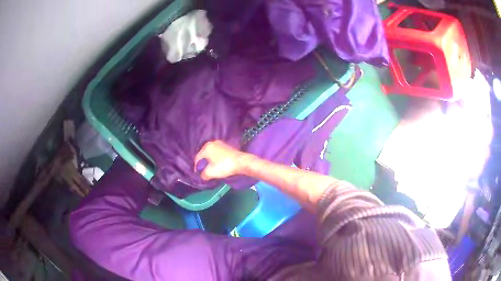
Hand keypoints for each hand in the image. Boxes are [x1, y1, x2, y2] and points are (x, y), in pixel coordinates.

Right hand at [194, 140, 249, 180]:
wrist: (241, 162)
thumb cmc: (223, 166)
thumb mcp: (210, 173)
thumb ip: (203, 175)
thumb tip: (202, 176)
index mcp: (206, 147)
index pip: (197, 158)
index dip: (197, 167)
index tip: (198, 174)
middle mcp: (212, 143)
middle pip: (204, 155)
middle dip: (204, 163)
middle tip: (204, 172)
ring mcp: (220, 144)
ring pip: (211, 154)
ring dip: (210, 161)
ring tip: (212, 169)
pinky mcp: (227, 147)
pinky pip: (218, 153)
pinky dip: (217, 159)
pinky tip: (219, 165)